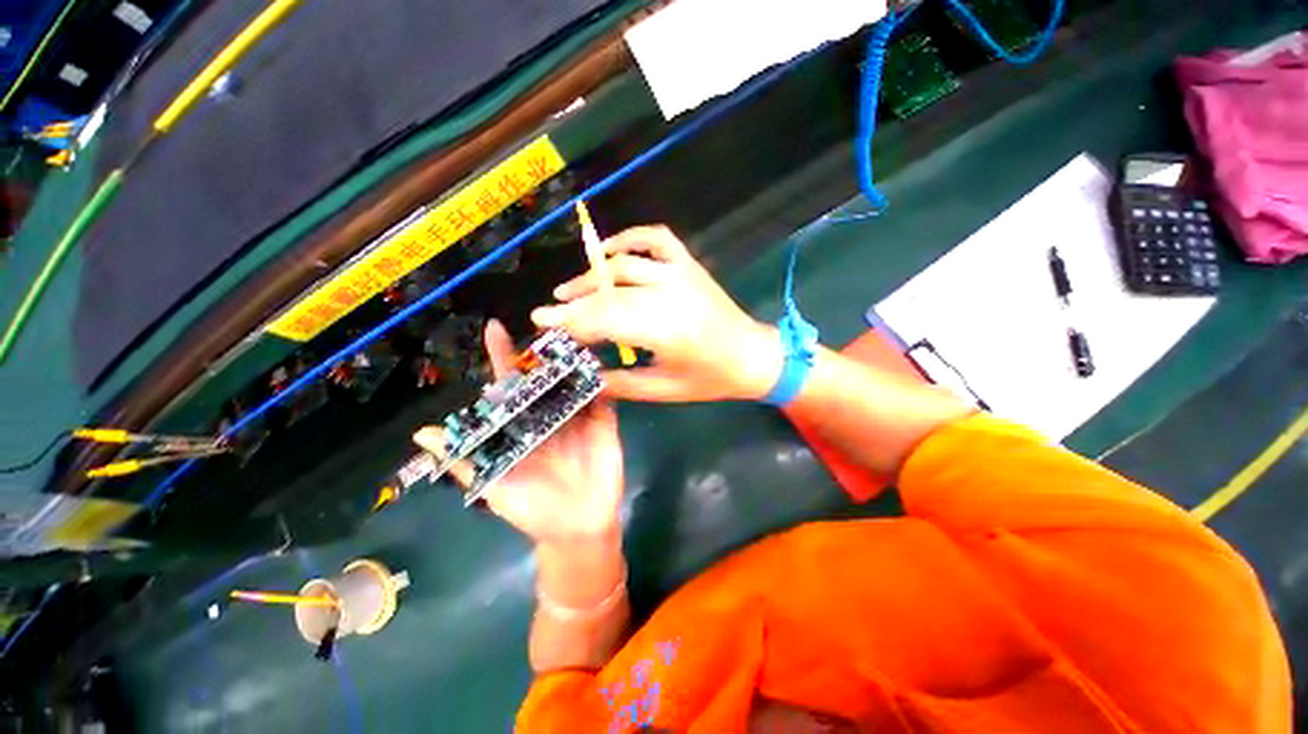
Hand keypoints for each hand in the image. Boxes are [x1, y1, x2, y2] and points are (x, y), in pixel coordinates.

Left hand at [413, 320, 623, 544]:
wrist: (578, 530)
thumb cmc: (533, 509)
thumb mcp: (496, 484)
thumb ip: (466, 458)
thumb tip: (422, 434)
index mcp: (522, 425)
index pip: (509, 386)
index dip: (502, 358)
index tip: (494, 328)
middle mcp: (548, 414)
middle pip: (544, 376)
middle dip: (542, 350)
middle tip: (545, 321)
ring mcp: (578, 417)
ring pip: (574, 381)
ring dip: (574, 359)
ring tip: (574, 332)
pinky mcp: (603, 423)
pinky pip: (603, 398)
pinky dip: (603, 380)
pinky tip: (601, 362)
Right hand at [533, 225, 782, 402]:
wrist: (752, 355)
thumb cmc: (709, 379)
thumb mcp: (663, 390)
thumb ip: (620, 384)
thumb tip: (586, 377)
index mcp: (665, 330)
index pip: (604, 319)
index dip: (569, 321)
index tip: (541, 322)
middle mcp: (670, 294)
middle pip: (609, 292)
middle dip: (575, 302)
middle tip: (552, 312)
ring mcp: (680, 273)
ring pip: (624, 263)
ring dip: (592, 274)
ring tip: (570, 289)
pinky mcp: (689, 264)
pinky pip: (655, 238)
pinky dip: (629, 238)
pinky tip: (610, 251)